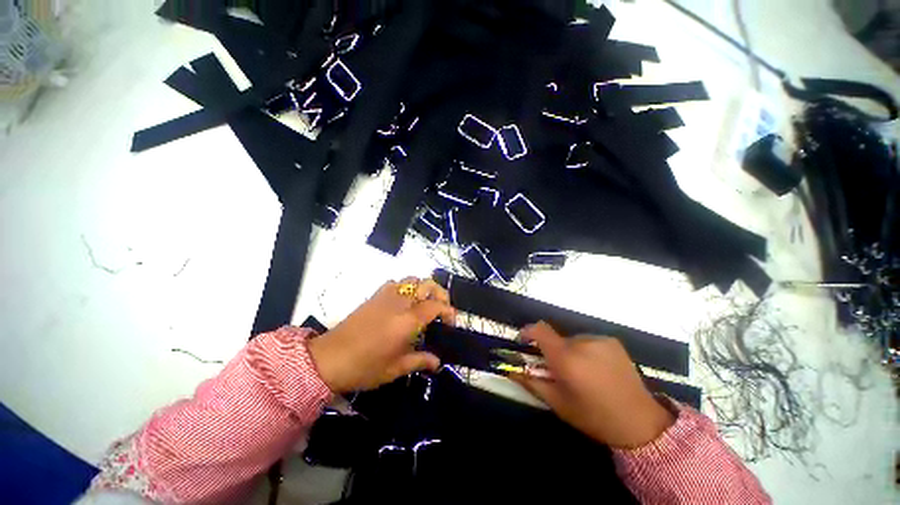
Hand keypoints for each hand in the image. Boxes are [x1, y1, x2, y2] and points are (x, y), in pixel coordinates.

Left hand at [307, 278, 455, 393]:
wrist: (328, 359)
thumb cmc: (365, 367)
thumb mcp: (396, 368)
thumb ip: (420, 360)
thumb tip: (437, 362)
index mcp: (408, 320)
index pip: (435, 305)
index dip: (448, 311)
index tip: (451, 322)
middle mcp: (400, 302)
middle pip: (427, 284)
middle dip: (440, 293)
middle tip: (442, 308)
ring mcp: (386, 295)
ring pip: (412, 279)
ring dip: (424, 287)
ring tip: (426, 302)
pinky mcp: (375, 295)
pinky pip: (396, 282)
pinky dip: (406, 287)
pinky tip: (404, 301)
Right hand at [511, 322, 674, 448]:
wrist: (640, 422)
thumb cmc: (593, 416)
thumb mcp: (558, 403)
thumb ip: (532, 382)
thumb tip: (511, 369)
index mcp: (566, 358)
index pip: (540, 330)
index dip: (528, 332)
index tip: (524, 342)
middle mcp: (582, 343)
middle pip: (556, 338)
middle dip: (553, 351)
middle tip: (560, 371)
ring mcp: (599, 340)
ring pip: (572, 340)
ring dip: (570, 352)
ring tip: (583, 373)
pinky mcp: (612, 341)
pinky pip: (588, 341)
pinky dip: (586, 351)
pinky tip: (598, 369)